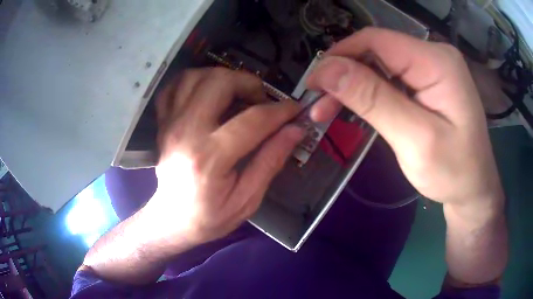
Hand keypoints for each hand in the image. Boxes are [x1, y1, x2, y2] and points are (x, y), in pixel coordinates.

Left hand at [147, 68, 302, 246]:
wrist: (172, 220)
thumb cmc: (210, 217)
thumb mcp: (248, 199)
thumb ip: (271, 161)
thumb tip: (295, 130)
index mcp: (210, 158)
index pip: (253, 120)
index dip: (281, 111)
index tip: (295, 110)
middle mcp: (186, 133)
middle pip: (219, 83)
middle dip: (249, 83)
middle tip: (260, 101)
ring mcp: (170, 124)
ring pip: (195, 76)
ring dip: (221, 78)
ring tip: (236, 95)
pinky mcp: (163, 123)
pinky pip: (175, 87)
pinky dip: (193, 82)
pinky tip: (207, 94)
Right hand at [307, 28, 503, 211]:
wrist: (473, 189)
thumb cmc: (454, 172)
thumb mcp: (416, 140)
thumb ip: (374, 100)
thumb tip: (328, 70)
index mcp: (437, 61)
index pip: (376, 40)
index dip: (339, 56)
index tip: (313, 84)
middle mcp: (434, 55)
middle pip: (376, 51)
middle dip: (344, 74)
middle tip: (319, 105)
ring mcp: (431, 68)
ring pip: (379, 64)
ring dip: (353, 85)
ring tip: (329, 110)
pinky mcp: (427, 82)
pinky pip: (390, 78)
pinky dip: (368, 92)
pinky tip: (356, 107)